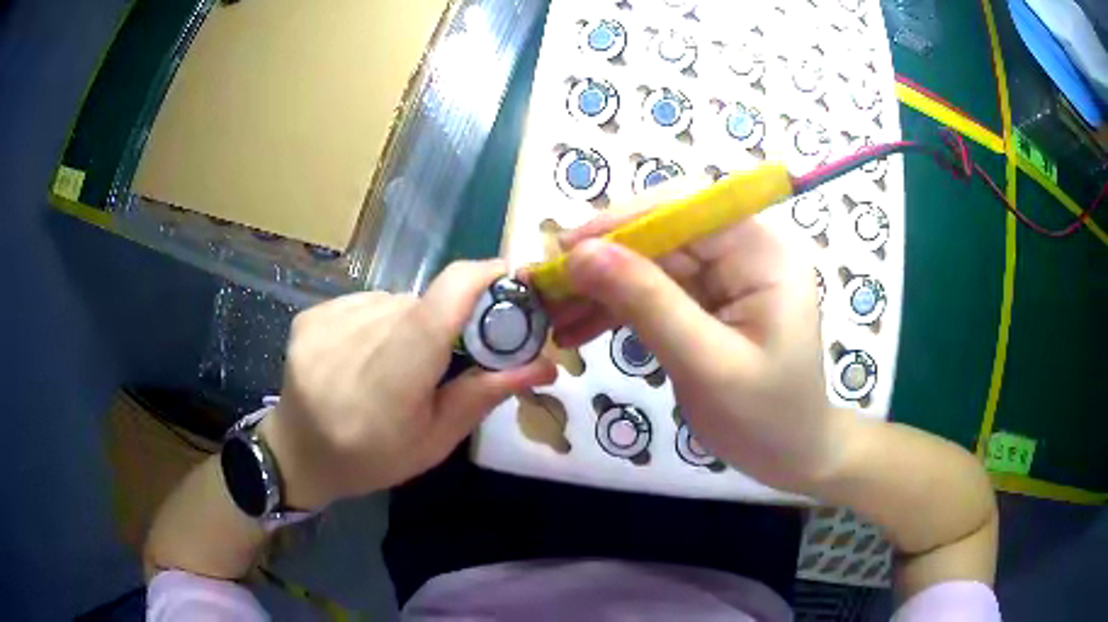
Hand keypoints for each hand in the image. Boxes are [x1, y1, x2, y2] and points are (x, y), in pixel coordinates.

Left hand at [261, 260, 556, 509]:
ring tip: (403, 363)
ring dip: (413, 323)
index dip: (482, 279)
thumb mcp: (434, 442)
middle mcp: (353, 341)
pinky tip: (369, 354)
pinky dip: (381, 321)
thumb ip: (483, 395)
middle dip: (452, 319)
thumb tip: (544, 363)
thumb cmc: (371, 460)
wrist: (298, 454)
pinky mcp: (310, 315)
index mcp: (389, 383)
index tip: (513, 280)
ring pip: (396, 301)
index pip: (440, 304)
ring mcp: (325, 322)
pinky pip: (367, 303)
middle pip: (424, 303)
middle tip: (457, 354)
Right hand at [549, 187, 847, 492]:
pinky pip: (652, 293)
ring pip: (649, 264)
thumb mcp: (706, 364)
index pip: (688, 209)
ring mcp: (724, 277)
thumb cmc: (764, 418)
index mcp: (763, 253)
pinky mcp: (706, 303)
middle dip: (602, 260)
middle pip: (662, 234)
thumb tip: (581, 253)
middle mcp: (744, 252)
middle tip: (544, 286)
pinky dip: (614, 310)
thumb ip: (647, 304)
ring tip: (549, 315)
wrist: (790, 457)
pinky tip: (575, 331)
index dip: (624, 220)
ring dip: (599, 288)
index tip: (567, 248)